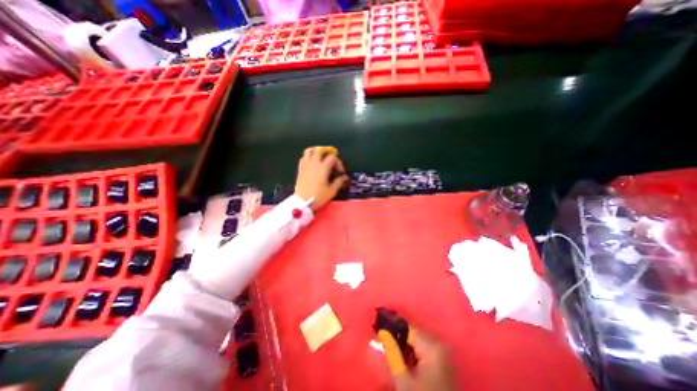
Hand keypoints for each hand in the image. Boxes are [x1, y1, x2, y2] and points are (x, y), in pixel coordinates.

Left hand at [294, 147, 348, 212]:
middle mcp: (314, 163)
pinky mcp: (300, 170)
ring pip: (309, 151)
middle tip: (332, 160)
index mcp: (323, 168)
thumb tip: (345, 177)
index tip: (340, 172)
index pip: (332, 158)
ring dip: (316, 151)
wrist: (303, 202)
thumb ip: (339, 182)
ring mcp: (306, 166)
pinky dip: (308, 157)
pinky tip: (312, 162)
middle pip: (320, 150)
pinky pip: (303, 158)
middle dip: (328, 153)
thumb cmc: (318, 196)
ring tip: (321, 156)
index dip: (339, 163)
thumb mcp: (332, 191)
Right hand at [377, 327, 457, 390]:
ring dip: (406, 350)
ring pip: (418, 343)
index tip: (380, 336)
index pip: (407, 329)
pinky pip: (425, 352)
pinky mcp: (444, 364)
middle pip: (413, 335)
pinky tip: (409, 369)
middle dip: (399, 341)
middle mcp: (439, 346)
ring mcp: (444, 355)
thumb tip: (383, 332)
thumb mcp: (403, 381)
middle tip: (386, 351)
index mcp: (432, 347)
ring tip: (397, 362)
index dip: (393, 331)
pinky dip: (415, 357)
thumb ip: (392, 353)